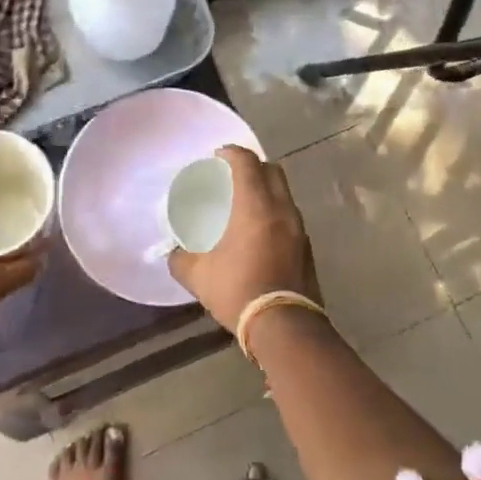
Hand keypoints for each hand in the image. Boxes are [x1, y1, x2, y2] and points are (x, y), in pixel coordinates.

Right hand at [170, 145, 315, 334]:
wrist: (285, 326)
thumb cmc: (239, 291)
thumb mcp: (198, 276)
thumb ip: (180, 259)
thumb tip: (173, 253)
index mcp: (255, 206)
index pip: (247, 162)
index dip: (232, 153)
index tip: (217, 155)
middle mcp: (281, 209)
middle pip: (272, 170)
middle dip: (253, 165)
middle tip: (233, 175)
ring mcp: (299, 228)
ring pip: (284, 193)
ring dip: (266, 190)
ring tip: (246, 203)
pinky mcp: (307, 246)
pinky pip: (290, 216)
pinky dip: (275, 212)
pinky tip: (260, 231)